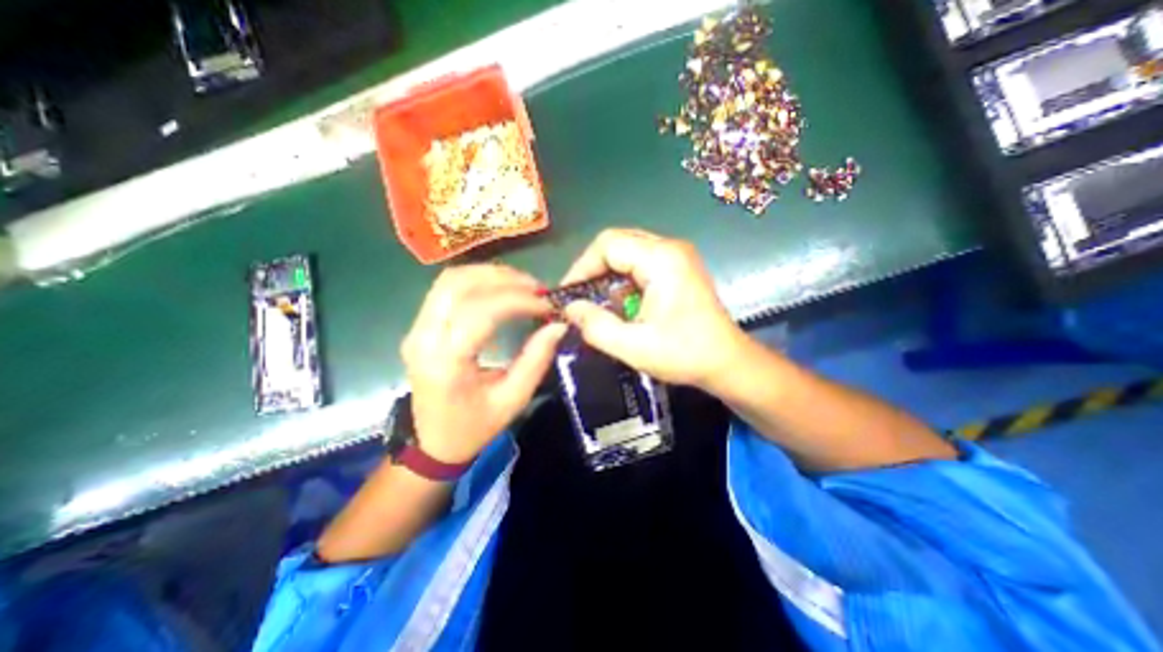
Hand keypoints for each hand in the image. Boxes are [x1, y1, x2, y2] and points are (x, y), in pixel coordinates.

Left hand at [401, 262, 567, 464]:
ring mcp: (417, 329)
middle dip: (504, 279)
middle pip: (458, 285)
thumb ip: (536, 360)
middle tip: (537, 289)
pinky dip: (478, 281)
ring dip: (490, 274)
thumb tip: (558, 325)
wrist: (433, 443)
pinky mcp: (420, 326)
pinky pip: (447, 289)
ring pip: (450, 280)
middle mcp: (424, 339)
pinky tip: (501, 289)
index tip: (547, 304)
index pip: (479, 313)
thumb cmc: (474, 427)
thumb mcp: (512, 400)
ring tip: (523, 285)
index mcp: (445, 363)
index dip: (517, 301)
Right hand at [561, 229, 744, 390]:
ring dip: (608, 277)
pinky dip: (624, 281)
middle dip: (593, 270)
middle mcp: (670, 248)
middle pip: (617, 243)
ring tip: (599, 305)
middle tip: (580, 298)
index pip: (608, 244)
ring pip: (628, 253)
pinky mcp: (678, 268)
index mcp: (661, 259)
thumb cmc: (685, 354)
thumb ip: (596, 326)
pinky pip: (640, 264)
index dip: (582, 266)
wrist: (727, 362)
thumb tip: (570, 309)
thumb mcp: (634, 347)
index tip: (569, 295)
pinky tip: (622, 305)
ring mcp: (676, 256)